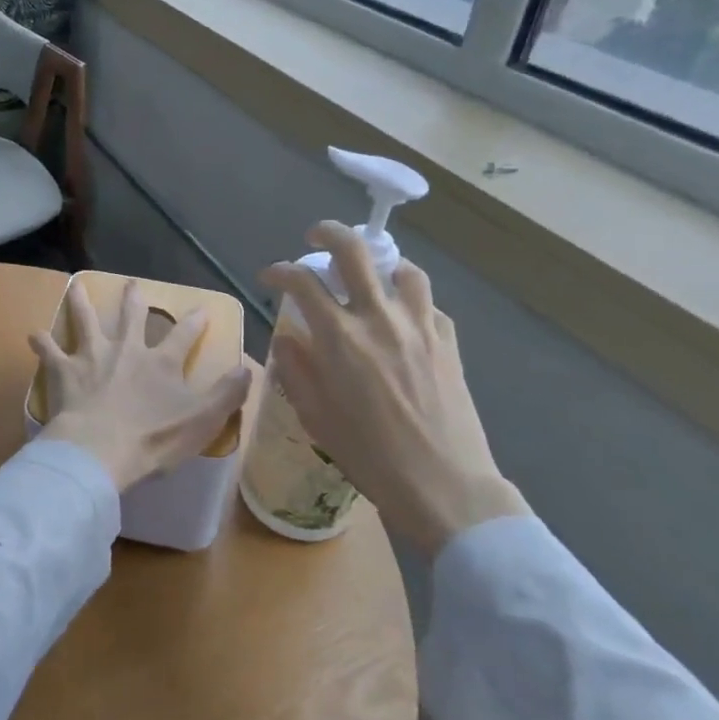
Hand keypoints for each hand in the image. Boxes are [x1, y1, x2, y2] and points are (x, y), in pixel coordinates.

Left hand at [30, 279, 252, 491]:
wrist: (100, 450)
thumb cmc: (154, 438)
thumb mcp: (203, 420)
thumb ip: (227, 394)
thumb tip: (246, 368)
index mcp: (161, 362)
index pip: (183, 335)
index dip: (194, 322)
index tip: (200, 309)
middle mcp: (126, 349)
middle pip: (131, 317)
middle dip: (134, 299)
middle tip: (132, 284)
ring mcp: (92, 356)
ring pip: (87, 321)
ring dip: (82, 304)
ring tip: (77, 287)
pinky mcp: (64, 371)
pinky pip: (50, 352)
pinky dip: (42, 343)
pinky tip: (34, 334)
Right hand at [261, 223, 527, 556]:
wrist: (445, 486)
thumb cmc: (370, 457)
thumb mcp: (316, 417)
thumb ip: (296, 369)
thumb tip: (287, 337)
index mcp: (340, 338)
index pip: (301, 281)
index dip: (279, 271)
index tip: (269, 276)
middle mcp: (379, 319)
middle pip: (354, 251)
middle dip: (328, 233)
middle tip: (315, 238)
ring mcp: (420, 326)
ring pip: (402, 269)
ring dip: (380, 264)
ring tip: (369, 276)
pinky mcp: (449, 342)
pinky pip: (429, 305)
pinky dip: (410, 301)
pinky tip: (402, 320)